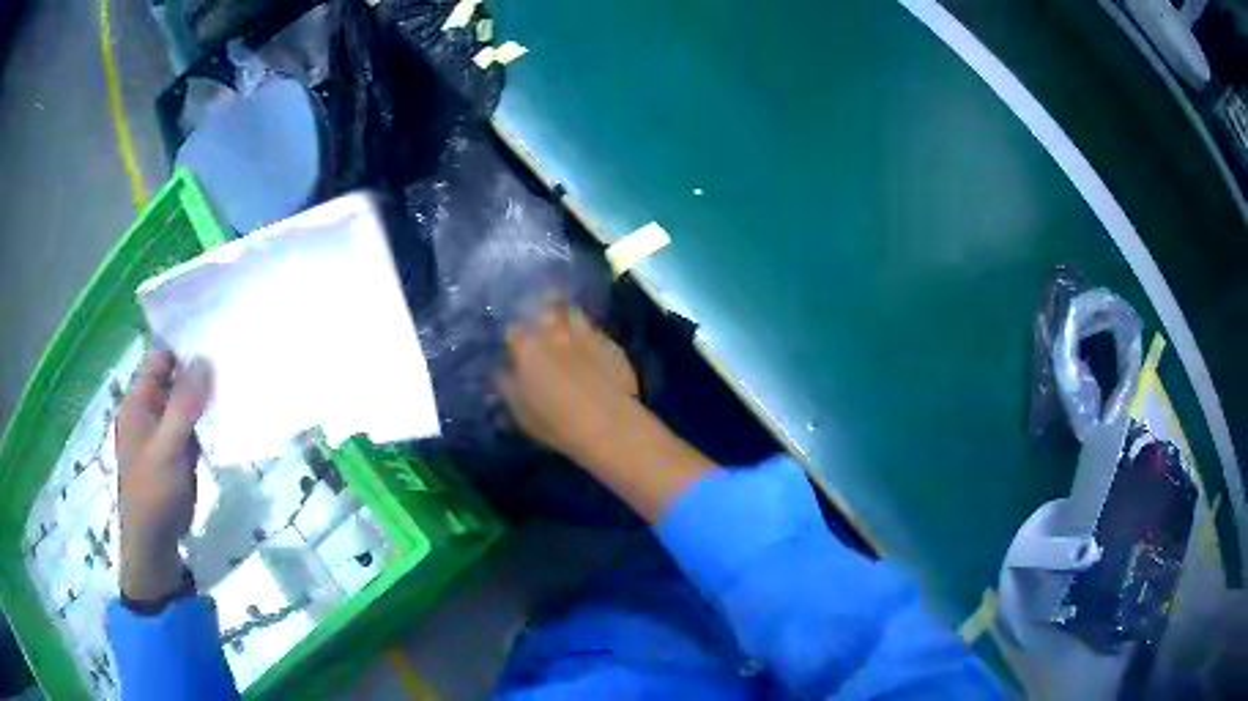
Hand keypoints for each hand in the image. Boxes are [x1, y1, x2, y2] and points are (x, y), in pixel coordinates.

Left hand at [115, 350, 211, 602]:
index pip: (160, 358)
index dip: (184, 348)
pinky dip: (202, 424)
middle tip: (231, 368)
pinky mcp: (172, 453)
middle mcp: (147, 411)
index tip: (216, 343)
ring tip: (233, 392)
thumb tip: (206, 358)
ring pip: (182, 403)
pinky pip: (188, 427)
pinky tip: (222, 423)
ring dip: (202, 400)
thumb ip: (185, 403)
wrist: (154, 545)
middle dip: (197, 374)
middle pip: (172, 378)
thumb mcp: (169, 446)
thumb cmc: (155, 493)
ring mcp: (160, 433)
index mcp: (138, 402)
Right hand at [499, 304, 710, 522]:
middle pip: (542, 309)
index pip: (512, 330)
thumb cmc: (555, 422)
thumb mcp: (520, 411)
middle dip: (536, 314)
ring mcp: (585, 333)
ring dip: (564, 316)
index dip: (512, 338)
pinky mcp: (611, 342)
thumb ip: (506, 386)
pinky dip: (589, 335)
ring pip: (570, 311)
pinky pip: (595, 331)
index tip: (512, 348)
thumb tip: (501, 372)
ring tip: (563, 329)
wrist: (609, 425)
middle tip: (536, 330)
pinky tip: (590, 350)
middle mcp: (555, 331)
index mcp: (527, 346)